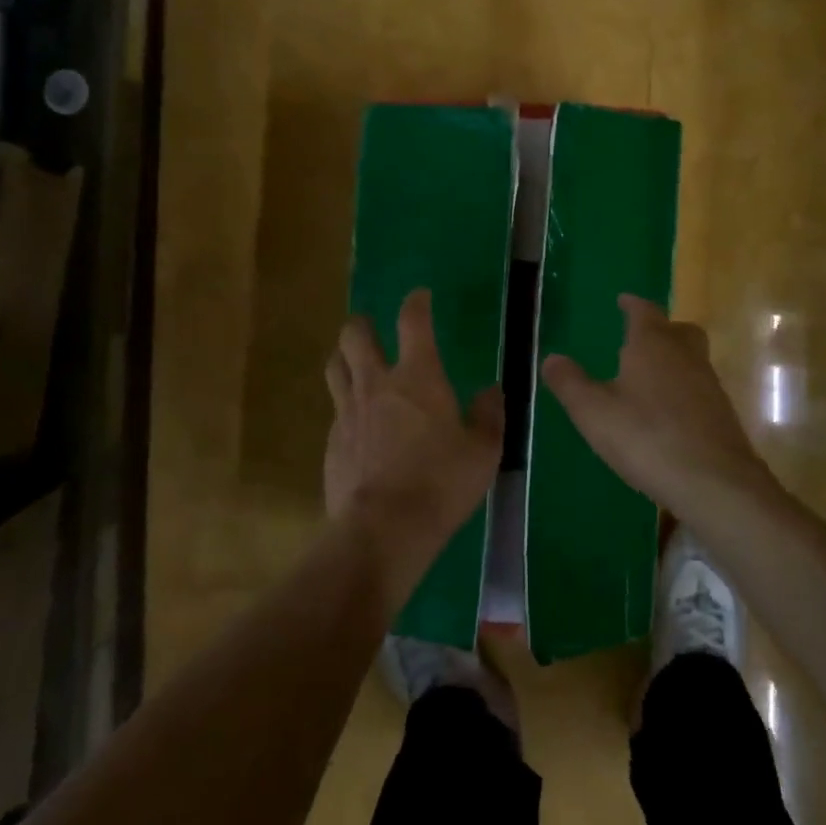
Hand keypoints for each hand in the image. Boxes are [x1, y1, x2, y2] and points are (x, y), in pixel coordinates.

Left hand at [324, 289, 503, 605]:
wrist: (383, 529)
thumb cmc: (441, 483)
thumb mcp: (483, 452)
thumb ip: (489, 416)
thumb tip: (492, 390)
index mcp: (417, 376)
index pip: (412, 321)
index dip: (416, 302)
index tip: (420, 296)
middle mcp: (376, 383)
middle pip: (355, 334)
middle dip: (363, 323)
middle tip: (373, 328)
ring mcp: (348, 410)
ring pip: (335, 365)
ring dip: (345, 356)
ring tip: (355, 363)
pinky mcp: (332, 440)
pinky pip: (335, 408)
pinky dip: (345, 403)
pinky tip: (357, 421)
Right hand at [541, 295, 781, 524]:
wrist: (714, 482)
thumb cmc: (646, 437)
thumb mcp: (593, 412)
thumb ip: (570, 383)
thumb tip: (551, 358)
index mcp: (653, 344)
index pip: (644, 311)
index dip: (632, 304)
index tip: (623, 300)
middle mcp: (685, 355)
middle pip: (678, 330)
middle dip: (661, 329)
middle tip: (640, 337)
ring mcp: (709, 385)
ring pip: (692, 359)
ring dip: (673, 361)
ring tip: (647, 379)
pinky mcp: (722, 415)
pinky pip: (699, 389)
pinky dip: (683, 391)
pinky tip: (666, 414)